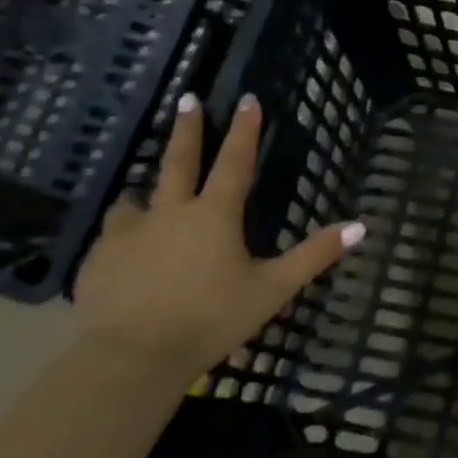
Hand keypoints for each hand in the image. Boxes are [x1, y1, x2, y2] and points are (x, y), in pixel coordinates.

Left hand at [73, 92, 363, 381]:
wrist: (132, 359)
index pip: (234, 161)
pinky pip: (110, 235)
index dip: (244, 129)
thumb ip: (315, 255)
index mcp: (214, 214)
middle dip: (186, 129)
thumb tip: (360, 226)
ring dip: (146, 189)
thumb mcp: (273, 289)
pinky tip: (123, 248)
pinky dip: (122, 232)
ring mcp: (127, 235)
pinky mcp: (97, 261)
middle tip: (186, 99)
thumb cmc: (211, 319)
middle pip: (178, 161)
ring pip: (135, 199)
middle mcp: (169, 213)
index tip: (246, 99)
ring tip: (145, 191)